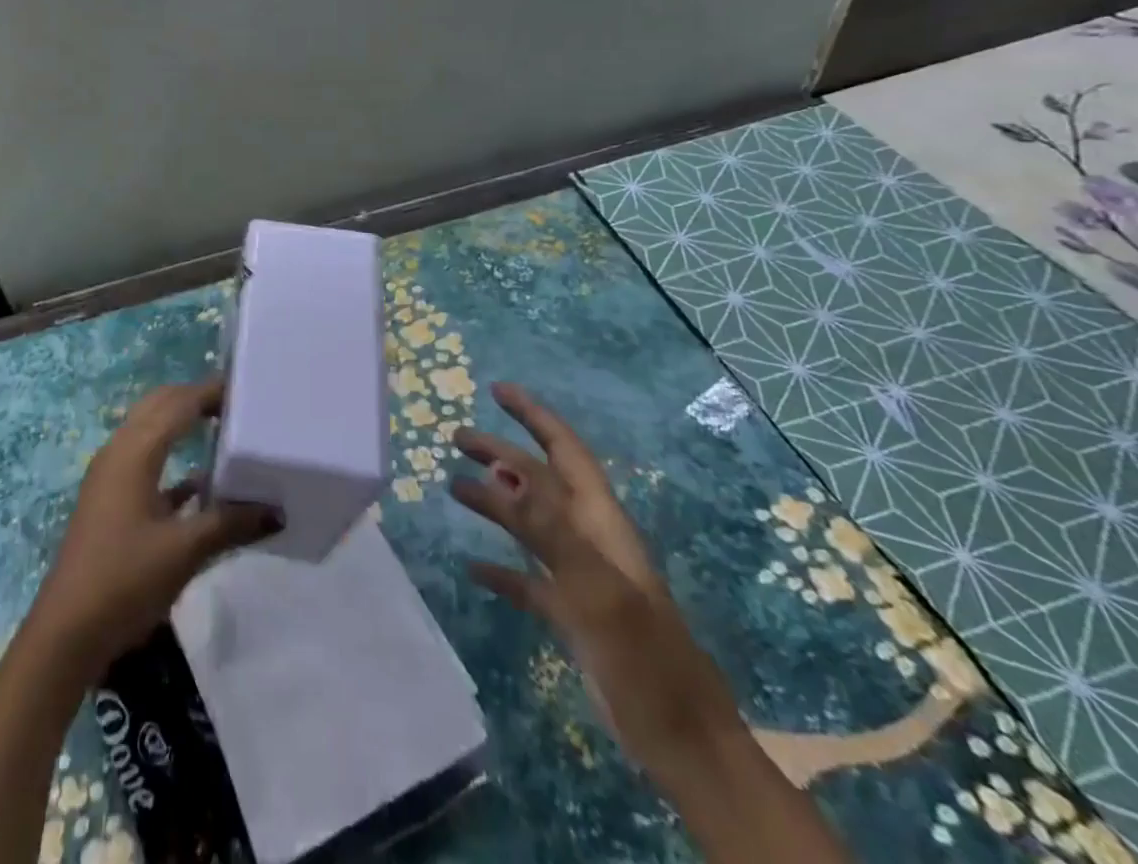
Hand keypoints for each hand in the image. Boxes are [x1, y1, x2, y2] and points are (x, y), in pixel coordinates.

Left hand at [28, 378, 279, 679]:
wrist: (68, 632)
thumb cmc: (125, 579)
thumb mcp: (184, 551)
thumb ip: (231, 524)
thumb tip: (277, 511)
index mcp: (134, 452)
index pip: (178, 403)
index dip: (210, 391)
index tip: (247, 387)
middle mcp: (119, 452)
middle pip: (160, 407)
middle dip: (195, 398)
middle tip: (238, 403)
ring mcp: (111, 477)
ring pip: (151, 432)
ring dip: (183, 424)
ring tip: (225, 428)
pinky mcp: (111, 501)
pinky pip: (147, 463)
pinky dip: (174, 461)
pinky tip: (203, 482)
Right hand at [451, 382, 744, 782]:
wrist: (685, 746)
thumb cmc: (644, 661)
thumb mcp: (595, 590)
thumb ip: (548, 528)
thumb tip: (501, 472)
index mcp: (602, 524)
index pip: (564, 452)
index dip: (534, 417)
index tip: (497, 390)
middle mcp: (590, 540)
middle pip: (540, 481)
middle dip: (501, 452)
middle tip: (456, 436)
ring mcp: (581, 578)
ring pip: (530, 524)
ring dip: (494, 502)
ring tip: (452, 486)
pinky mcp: (573, 616)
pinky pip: (528, 579)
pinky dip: (500, 568)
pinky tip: (472, 568)